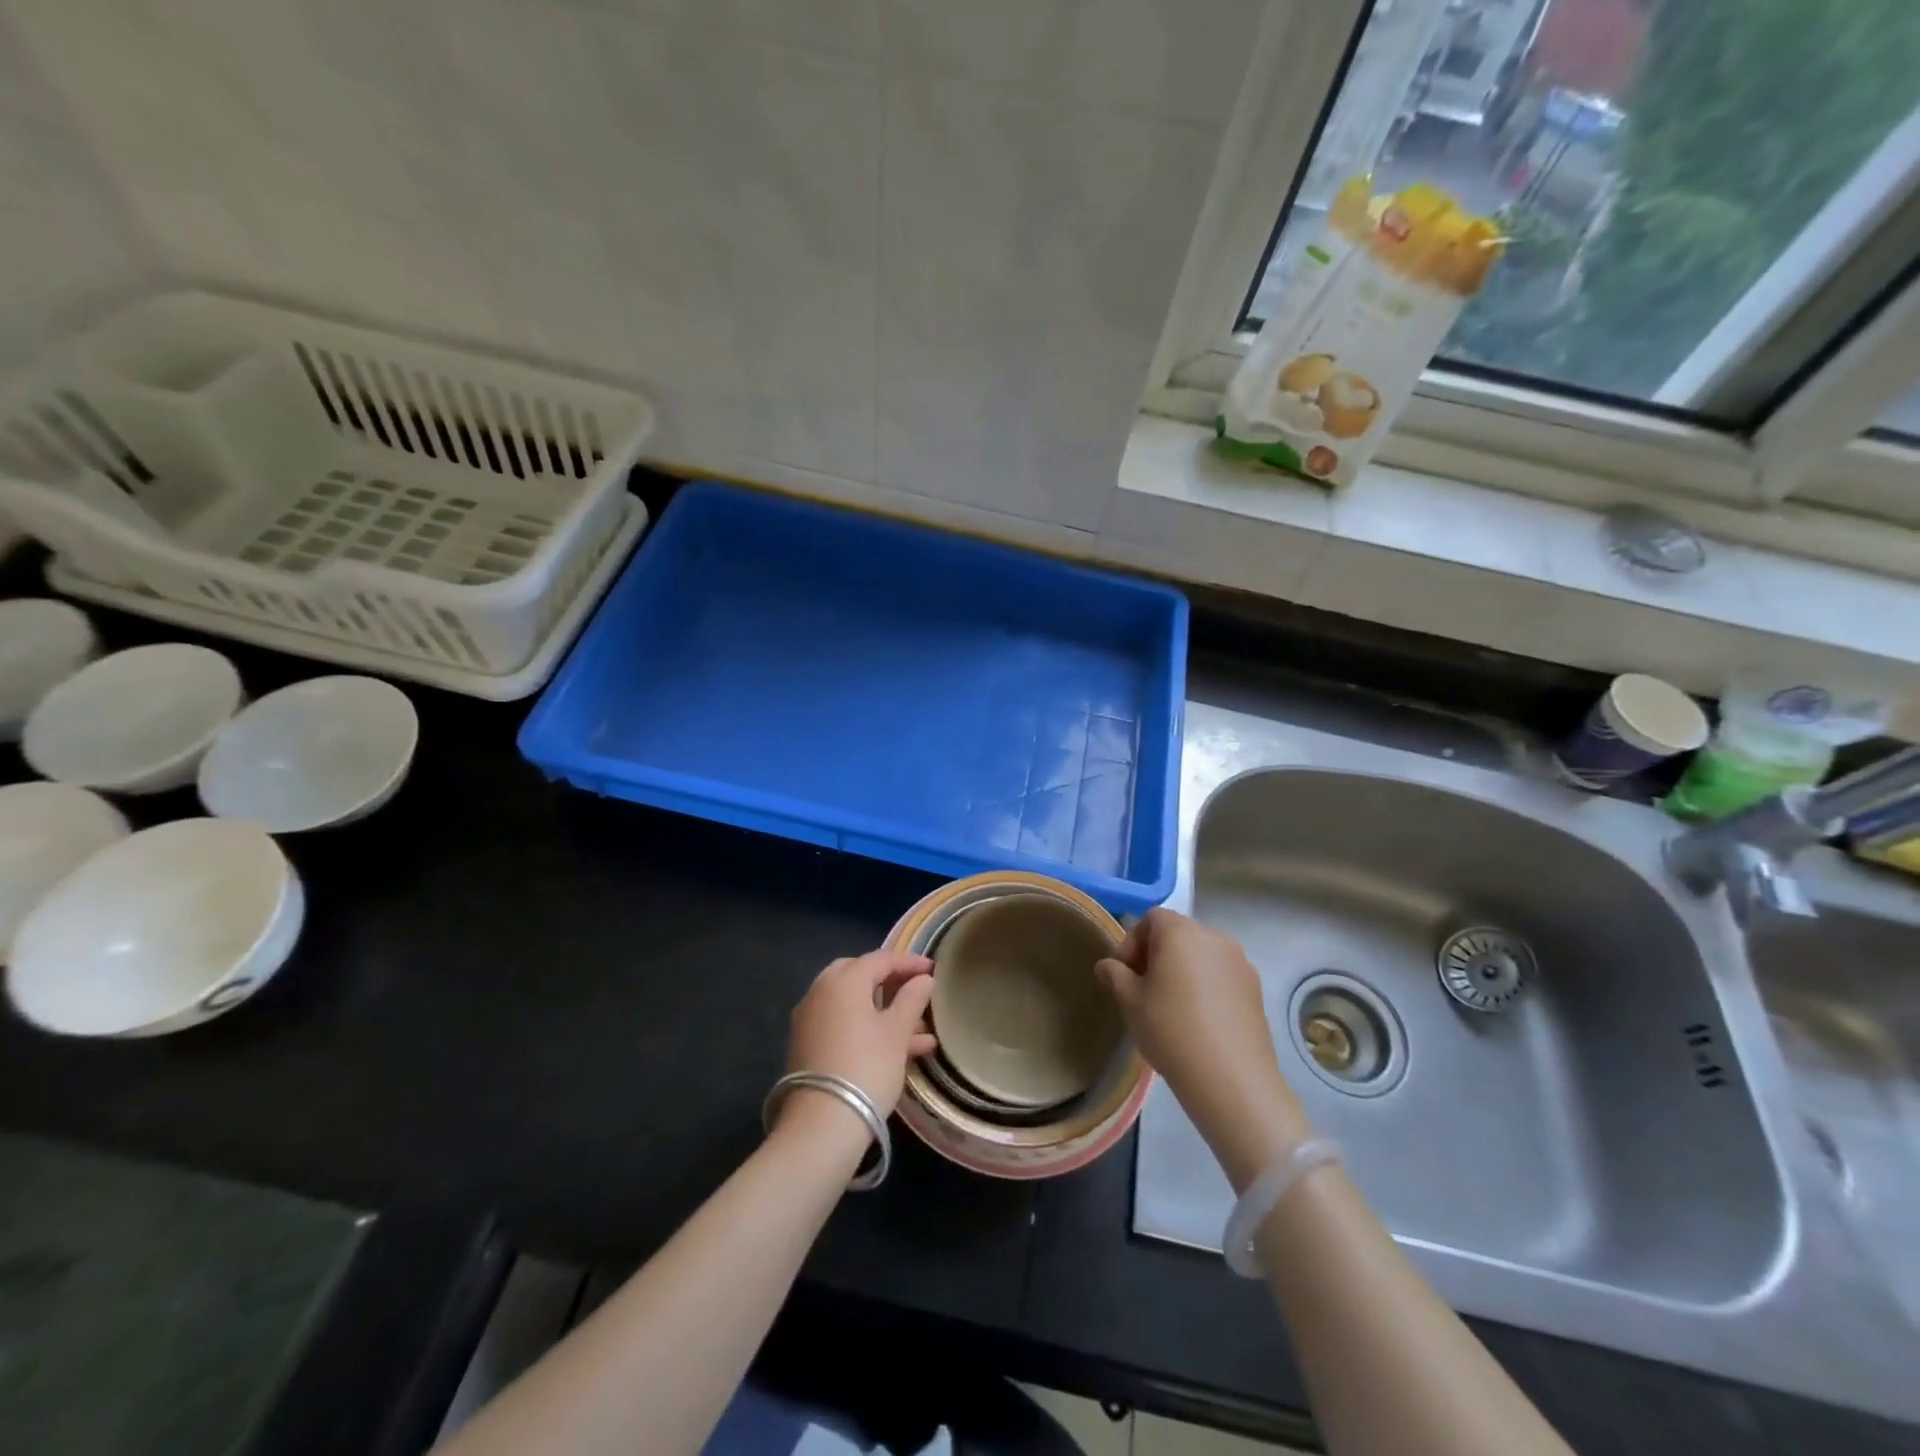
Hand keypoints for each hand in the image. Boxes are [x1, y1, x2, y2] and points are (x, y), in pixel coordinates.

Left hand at [785, 950, 935, 1123]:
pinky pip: (842, 1025)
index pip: (880, 959)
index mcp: (843, 981)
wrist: (821, 1125)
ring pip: (852, 1004)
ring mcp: (810, 1020)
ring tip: (922, 1031)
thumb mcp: (896, 1032)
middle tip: (914, 990)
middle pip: (859, 976)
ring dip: (884, 1011)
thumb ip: (912, 1000)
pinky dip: (867, 1028)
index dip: (909, 962)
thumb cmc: (866, 1067)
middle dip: (889, 982)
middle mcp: (820, 992)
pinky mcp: (807, 1047)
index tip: (933, 969)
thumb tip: (924, 979)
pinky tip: (899, 1050)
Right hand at [1097, 909, 1311, 1190]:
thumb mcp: (1130, 1002)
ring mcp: (1240, 962)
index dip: (1133, 942)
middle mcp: (1213, 937)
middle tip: (1144, 989)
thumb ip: (1115, 975)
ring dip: (1183, 969)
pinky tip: (1199, 1019)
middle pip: (1178, 933)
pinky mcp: (1256, 987)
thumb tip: (1107, 965)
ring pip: (1201, 954)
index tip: (1125, 974)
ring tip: (1172, 1006)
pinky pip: (1222, 974)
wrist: (1232, 1079)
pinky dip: (1207, 985)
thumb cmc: (1171, 1031)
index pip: (1151, 919)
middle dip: (1157, 955)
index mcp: (1180, 932)